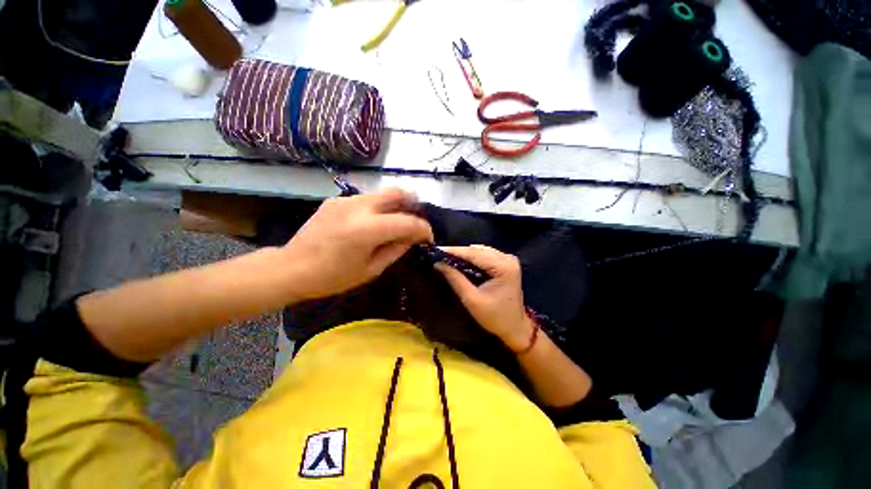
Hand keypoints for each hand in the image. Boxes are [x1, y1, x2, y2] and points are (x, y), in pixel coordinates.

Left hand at [283, 189, 432, 298]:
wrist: (292, 268)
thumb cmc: (333, 276)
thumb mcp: (371, 269)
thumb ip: (396, 249)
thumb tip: (412, 238)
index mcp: (368, 229)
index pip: (408, 222)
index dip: (424, 230)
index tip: (428, 239)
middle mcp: (359, 207)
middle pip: (398, 194)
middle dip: (414, 206)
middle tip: (415, 222)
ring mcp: (346, 200)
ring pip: (383, 194)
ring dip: (396, 206)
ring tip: (396, 223)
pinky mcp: (337, 200)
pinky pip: (367, 199)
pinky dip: (378, 208)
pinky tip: (372, 223)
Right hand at [435, 245, 534, 350]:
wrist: (515, 327)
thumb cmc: (494, 317)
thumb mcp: (472, 299)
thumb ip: (455, 279)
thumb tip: (438, 263)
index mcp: (503, 267)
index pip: (474, 254)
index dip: (454, 251)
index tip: (436, 250)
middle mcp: (507, 259)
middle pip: (477, 251)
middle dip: (458, 252)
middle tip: (438, 253)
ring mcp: (508, 259)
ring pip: (480, 251)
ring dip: (464, 254)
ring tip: (446, 257)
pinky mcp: (506, 263)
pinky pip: (485, 255)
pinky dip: (472, 257)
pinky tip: (460, 260)